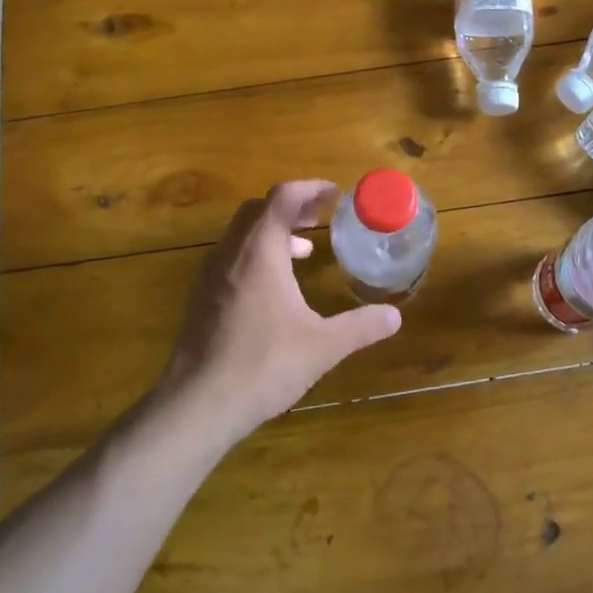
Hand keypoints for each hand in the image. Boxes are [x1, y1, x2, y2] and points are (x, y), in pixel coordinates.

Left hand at [158, 180, 401, 447]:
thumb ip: (360, 326)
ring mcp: (210, 275)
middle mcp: (231, 254)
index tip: (334, 194)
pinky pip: (230, 257)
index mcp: (260, 252)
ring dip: (272, 231)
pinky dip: (255, 254)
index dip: (310, 188)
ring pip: (241, 234)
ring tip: (302, 251)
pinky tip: (273, 288)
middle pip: (258, 210)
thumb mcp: (322, 346)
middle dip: (291, 207)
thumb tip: (395, 316)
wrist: (197, 405)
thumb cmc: (263, 365)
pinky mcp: (200, 297)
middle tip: (319, 218)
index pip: (282, 198)